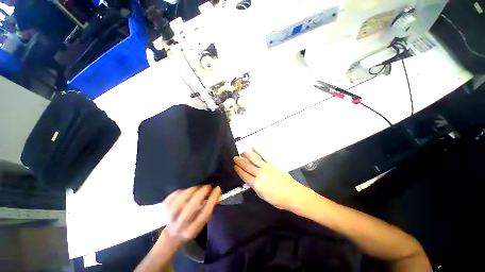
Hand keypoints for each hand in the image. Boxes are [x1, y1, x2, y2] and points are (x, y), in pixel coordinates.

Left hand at [162, 185, 220, 244]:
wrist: (172, 236)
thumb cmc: (191, 228)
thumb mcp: (201, 223)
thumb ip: (208, 210)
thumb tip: (216, 193)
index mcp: (192, 230)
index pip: (205, 212)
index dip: (212, 198)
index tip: (217, 188)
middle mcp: (181, 225)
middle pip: (193, 204)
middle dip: (202, 191)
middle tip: (207, 186)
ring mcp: (170, 217)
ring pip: (182, 198)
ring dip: (192, 189)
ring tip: (198, 188)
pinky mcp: (164, 209)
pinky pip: (174, 195)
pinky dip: (182, 190)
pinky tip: (187, 190)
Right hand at [234, 148, 311, 210]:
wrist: (292, 194)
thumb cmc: (278, 199)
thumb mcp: (263, 196)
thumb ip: (255, 186)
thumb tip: (249, 179)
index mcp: (256, 184)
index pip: (244, 175)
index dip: (238, 170)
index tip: (234, 166)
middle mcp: (260, 174)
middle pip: (247, 166)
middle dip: (240, 161)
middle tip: (235, 157)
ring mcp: (266, 167)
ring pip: (254, 159)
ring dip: (247, 155)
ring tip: (242, 152)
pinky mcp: (272, 163)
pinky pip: (263, 155)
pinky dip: (258, 151)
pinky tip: (253, 148)